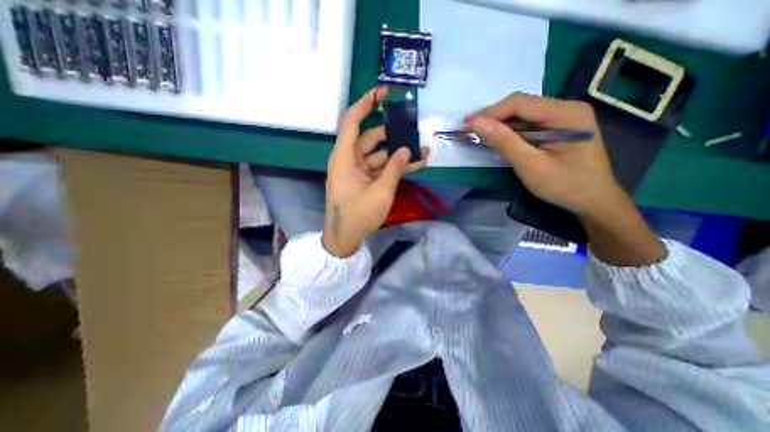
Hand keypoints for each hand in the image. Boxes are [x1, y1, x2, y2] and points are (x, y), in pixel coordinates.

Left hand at [322, 85, 430, 258]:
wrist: (345, 238)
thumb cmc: (358, 215)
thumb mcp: (380, 191)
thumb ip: (395, 168)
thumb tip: (405, 149)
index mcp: (345, 156)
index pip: (354, 120)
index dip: (367, 103)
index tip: (384, 92)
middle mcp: (349, 159)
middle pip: (372, 138)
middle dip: (394, 134)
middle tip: (413, 129)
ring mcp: (357, 171)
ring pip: (379, 155)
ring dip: (399, 153)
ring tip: (422, 150)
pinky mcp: (363, 181)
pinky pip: (380, 168)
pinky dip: (394, 167)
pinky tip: (415, 163)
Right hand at [462, 90, 624, 217]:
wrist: (593, 201)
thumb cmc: (564, 186)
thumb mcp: (531, 166)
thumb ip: (504, 142)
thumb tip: (477, 124)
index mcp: (565, 113)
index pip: (519, 103)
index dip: (489, 113)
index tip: (465, 126)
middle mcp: (566, 108)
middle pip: (520, 106)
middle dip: (492, 118)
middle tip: (468, 130)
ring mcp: (563, 117)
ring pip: (522, 115)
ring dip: (498, 125)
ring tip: (477, 135)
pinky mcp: (557, 128)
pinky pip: (528, 125)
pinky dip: (509, 132)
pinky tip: (496, 139)